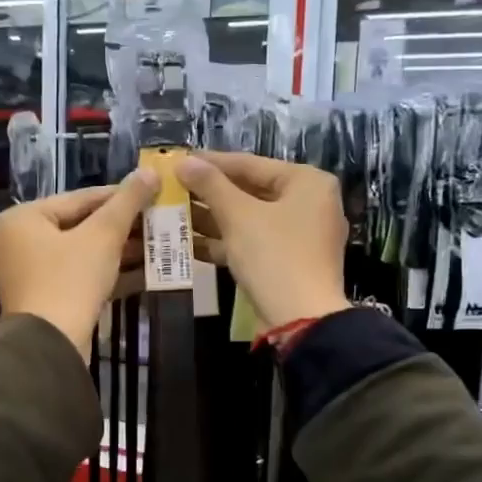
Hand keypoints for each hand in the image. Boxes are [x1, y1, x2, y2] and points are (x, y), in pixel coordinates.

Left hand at [0, 171, 157, 358]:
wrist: (50, 345)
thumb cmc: (70, 279)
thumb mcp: (103, 236)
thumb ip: (127, 202)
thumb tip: (150, 171)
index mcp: (22, 219)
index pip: (78, 198)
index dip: (119, 196)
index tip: (151, 193)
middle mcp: (17, 242)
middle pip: (78, 226)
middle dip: (121, 228)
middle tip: (157, 222)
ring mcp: (27, 275)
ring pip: (80, 254)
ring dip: (118, 252)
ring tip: (156, 246)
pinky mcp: (41, 301)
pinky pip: (77, 277)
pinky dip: (106, 274)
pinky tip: (143, 274)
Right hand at [177, 152, 350, 329]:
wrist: (301, 320)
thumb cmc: (274, 256)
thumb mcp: (239, 216)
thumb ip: (211, 185)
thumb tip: (184, 162)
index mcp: (307, 182)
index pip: (251, 164)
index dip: (211, 162)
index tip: (178, 160)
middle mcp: (309, 204)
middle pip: (250, 191)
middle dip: (209, 193)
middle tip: (172, 188)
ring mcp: (300, 236)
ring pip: (249, 219)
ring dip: (212, 219)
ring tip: (172, 213)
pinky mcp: (287, 262)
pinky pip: (253, 243)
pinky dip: (224, 242)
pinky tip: (188, 243)